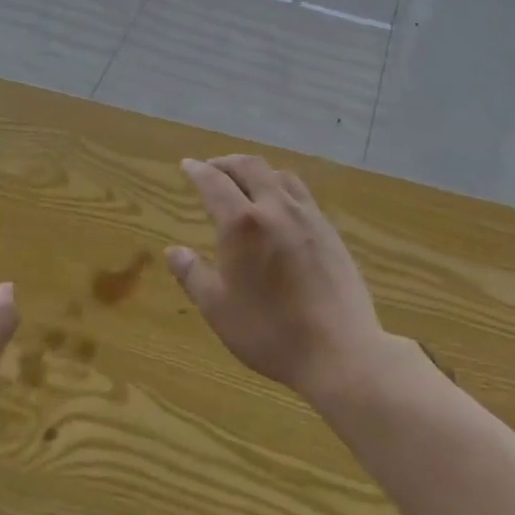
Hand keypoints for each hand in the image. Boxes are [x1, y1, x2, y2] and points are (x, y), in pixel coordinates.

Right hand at [168, 155, 389, 401]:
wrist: (340, 351)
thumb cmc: (270, 332)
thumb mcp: (218, 309)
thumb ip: (192, 275)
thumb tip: (173, 251)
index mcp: (243, 223)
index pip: (215, 182)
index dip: (198, 171)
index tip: (187, 165)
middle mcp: (275, 208)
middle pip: (249, 167)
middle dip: (226, 162)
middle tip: (212, 168)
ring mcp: (308, 216)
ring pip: (279, 175)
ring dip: (256, 171)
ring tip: (245, 183)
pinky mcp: (330, 231)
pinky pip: (300, 194)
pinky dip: (280, 188)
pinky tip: (280, 209)